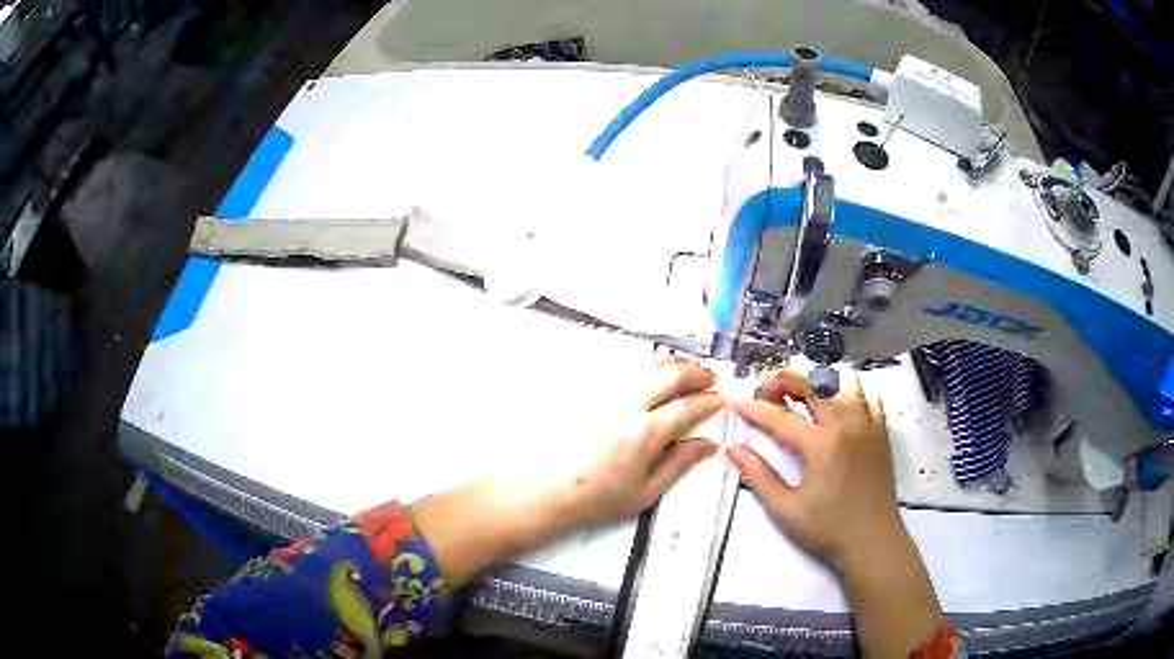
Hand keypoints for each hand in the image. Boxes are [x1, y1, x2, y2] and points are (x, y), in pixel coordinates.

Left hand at [411, 356, 723, 585]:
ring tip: (687, 370)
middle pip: (671, 374)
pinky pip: (623, 368)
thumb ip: (679, 464)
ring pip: (647, 364)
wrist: (540, 490)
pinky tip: (651, 375)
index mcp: (646, 431)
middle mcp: (628, 403)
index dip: (710, 401)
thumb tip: (709, 444)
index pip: (689, 406)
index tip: (722, 400)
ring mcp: (605, 392)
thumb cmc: (594, 498)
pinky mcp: (586, 388)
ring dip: (674, 363)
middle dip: (697, 373)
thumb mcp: (644, 492)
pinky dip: (646, 367)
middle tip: (711, 378)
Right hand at [729, 368, 944, 657]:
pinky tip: (839, 410)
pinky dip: (850, 395)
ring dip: (819, 384)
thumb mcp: (785, 509)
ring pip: (843, 384)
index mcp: (819, 444)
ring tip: (803, 398)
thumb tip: (735, 449)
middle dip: (784, 382)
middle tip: (766, 394)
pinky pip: (867, 398)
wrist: (873, 542)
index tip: (735, 404)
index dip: (754, 409)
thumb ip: (759, 476)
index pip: (779, 417)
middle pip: (812, 385)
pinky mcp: (881, 432)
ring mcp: (867, 424)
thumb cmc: (827, 530)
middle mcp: (845, 424)